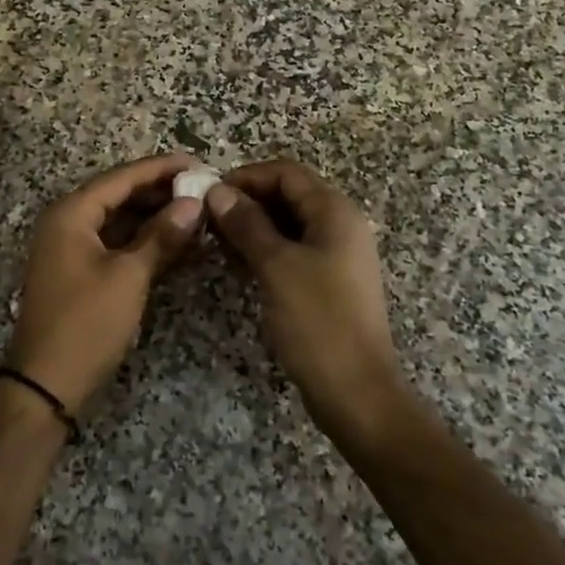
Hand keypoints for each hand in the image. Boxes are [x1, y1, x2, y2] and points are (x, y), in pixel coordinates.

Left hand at [6, 153, 204, 415]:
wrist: (45, 385)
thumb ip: (162, 235)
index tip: (198, 163)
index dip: (161, 169)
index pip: (121, 177)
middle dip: (160, 191)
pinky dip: (144, 241)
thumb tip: (194, 203)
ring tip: (195, 212)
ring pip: (119, 220)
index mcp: (71, 214)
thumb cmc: (86, 323)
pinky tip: (175, 242)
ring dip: (154, 216)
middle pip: (119, 195)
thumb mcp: (129, 276)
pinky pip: (116, 243)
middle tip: (202, 188)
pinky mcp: (80, 272)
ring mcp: (71, 249)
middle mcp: (67, 223)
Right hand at [205, 161, 407, 437]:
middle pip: (289, 195)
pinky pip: (294, 250)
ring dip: (253, 226)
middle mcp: (340, 225)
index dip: (246, 176)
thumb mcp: (276, 266)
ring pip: (289, 224)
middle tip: (207, 219)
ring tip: (216, 241)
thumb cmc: (317, 321)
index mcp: (335, 211)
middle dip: (247, 201)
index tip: (209, 194)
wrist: (356, 391)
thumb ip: (247, 224)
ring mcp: (337, 255)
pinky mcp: (329, 282)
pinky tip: (238, 264)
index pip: (286, 173)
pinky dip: (266, 249)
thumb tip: (217, 190)